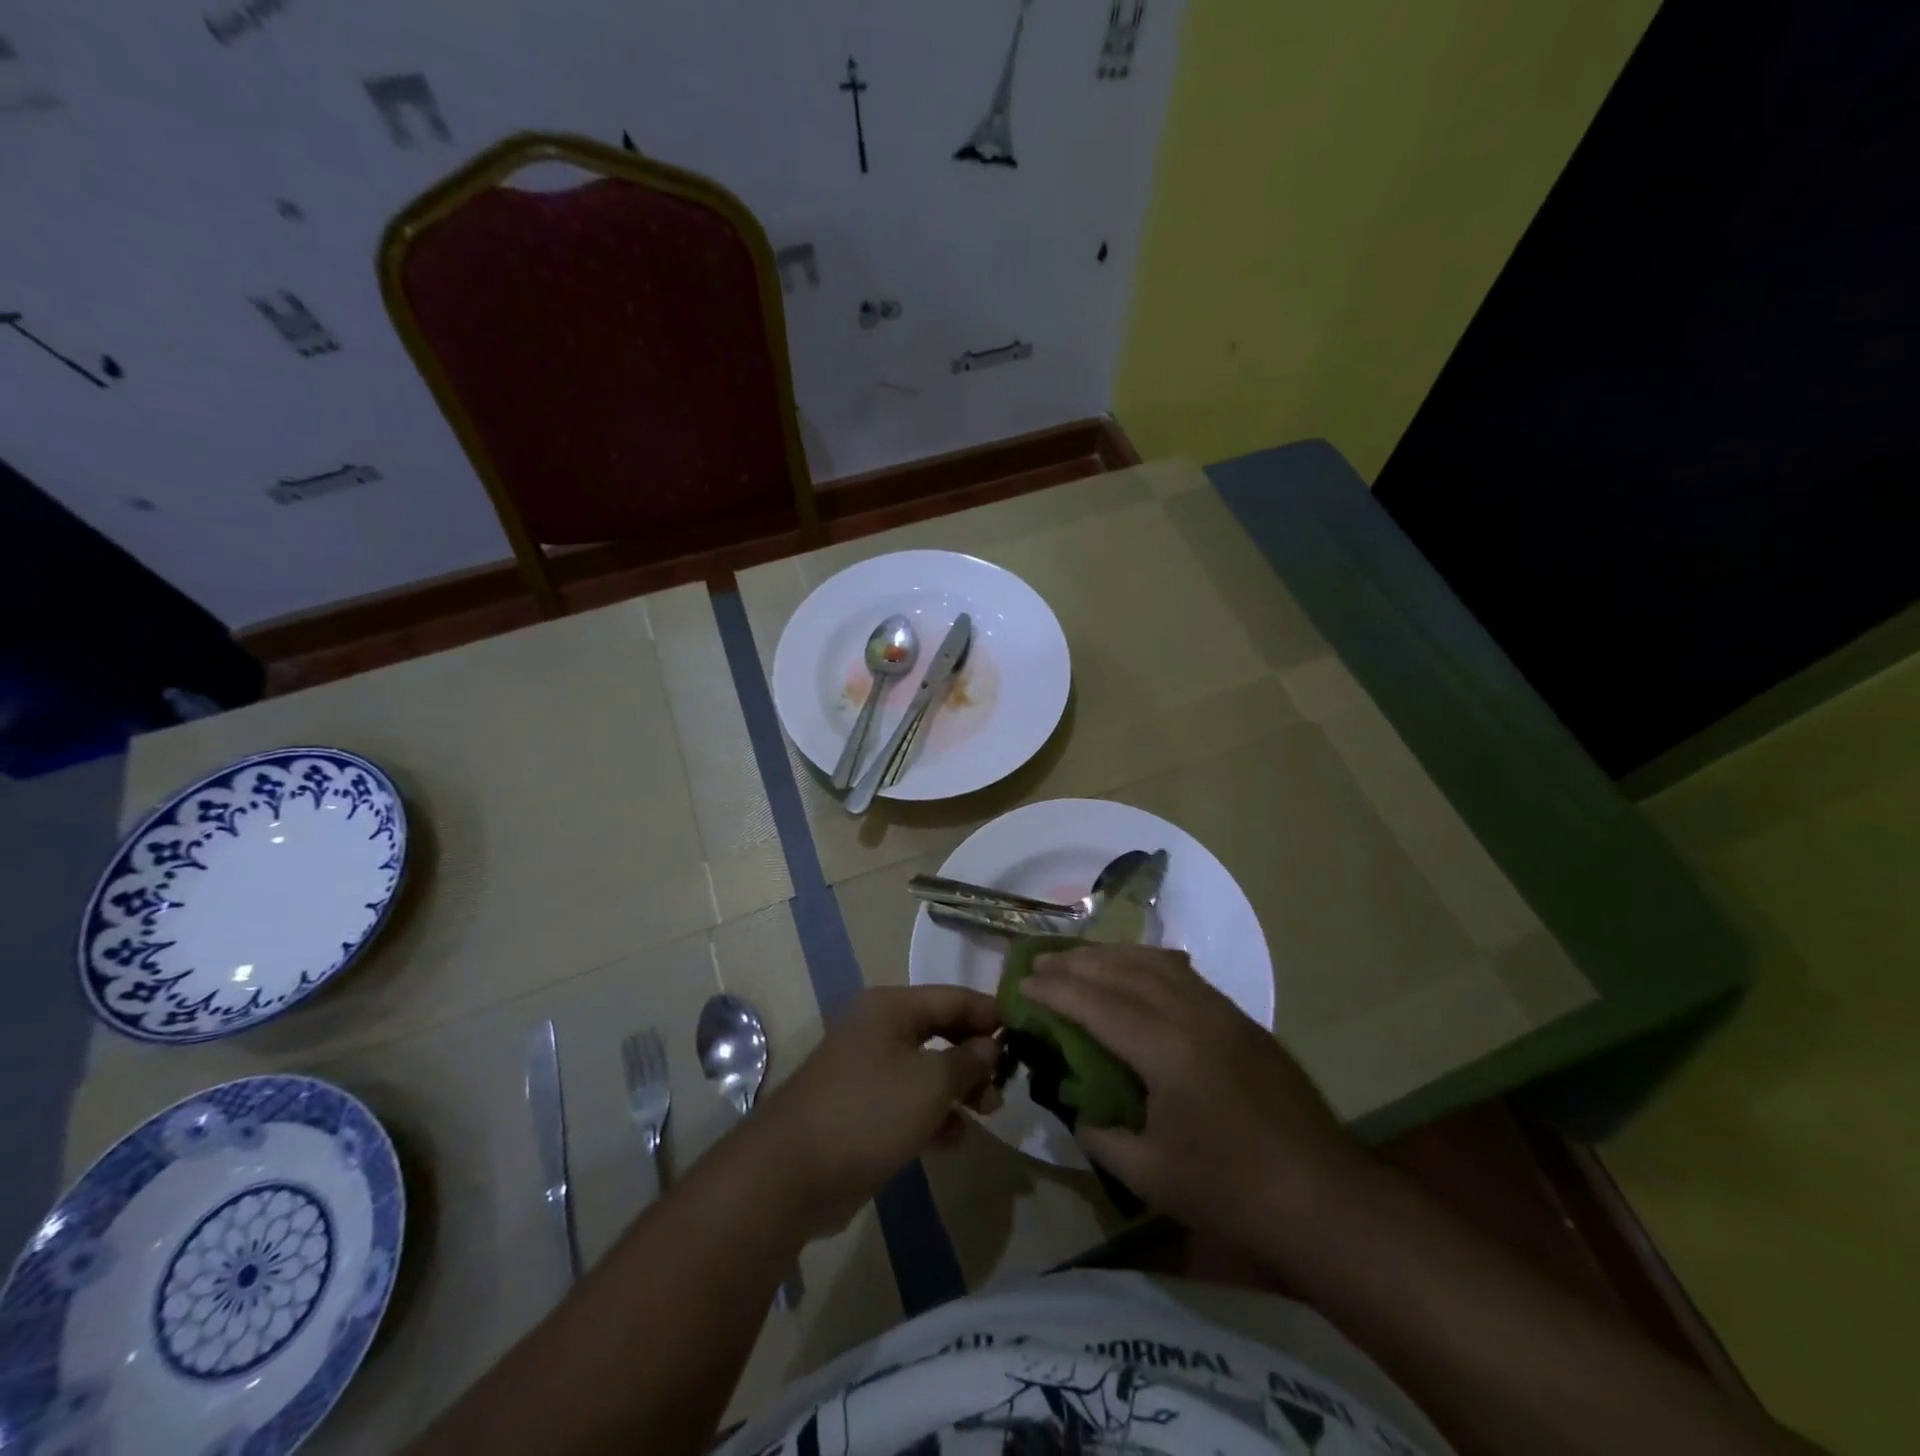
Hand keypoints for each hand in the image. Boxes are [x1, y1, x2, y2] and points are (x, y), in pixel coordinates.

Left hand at [758, 986, 1002, 1236]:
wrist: (791, 1172)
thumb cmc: (869, 1111)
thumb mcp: (931, 1083)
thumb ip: (968, 1061)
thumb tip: (991, 1045)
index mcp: (892, 1008)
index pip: (954, 997)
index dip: (991, 1014)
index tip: (1026, 1035)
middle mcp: (879, 1029)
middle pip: (941, 1031)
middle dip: (975, 1056)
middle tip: (1005, 1084)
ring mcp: (866, 1070)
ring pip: (926, 1069)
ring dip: (958, 1089)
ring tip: (987, 1114)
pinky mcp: (860, 1108)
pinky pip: (907, 1101)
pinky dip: (933, 1114)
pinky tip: (954, 1140)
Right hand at [1023, 946, 1364, 1246]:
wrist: (1322, 1196)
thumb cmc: (1230, 1190)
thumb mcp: (1149, 1174)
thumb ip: (1101, 1135)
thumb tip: (1079, 1108)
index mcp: (1165, 1049)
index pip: (1096, 1004)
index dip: (1055, 991)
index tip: (1023, 983)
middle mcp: (1191, 1014)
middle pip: (1122, 971)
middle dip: (1077, 963)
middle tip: (1041, 961)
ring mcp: (1220, 1010)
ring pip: (1156, 963)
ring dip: (1112, 955)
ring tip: (1080, 958)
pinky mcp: (1240, 1018)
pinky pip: (1184, 973)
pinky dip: (1150, 962)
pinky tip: (1138, 969)